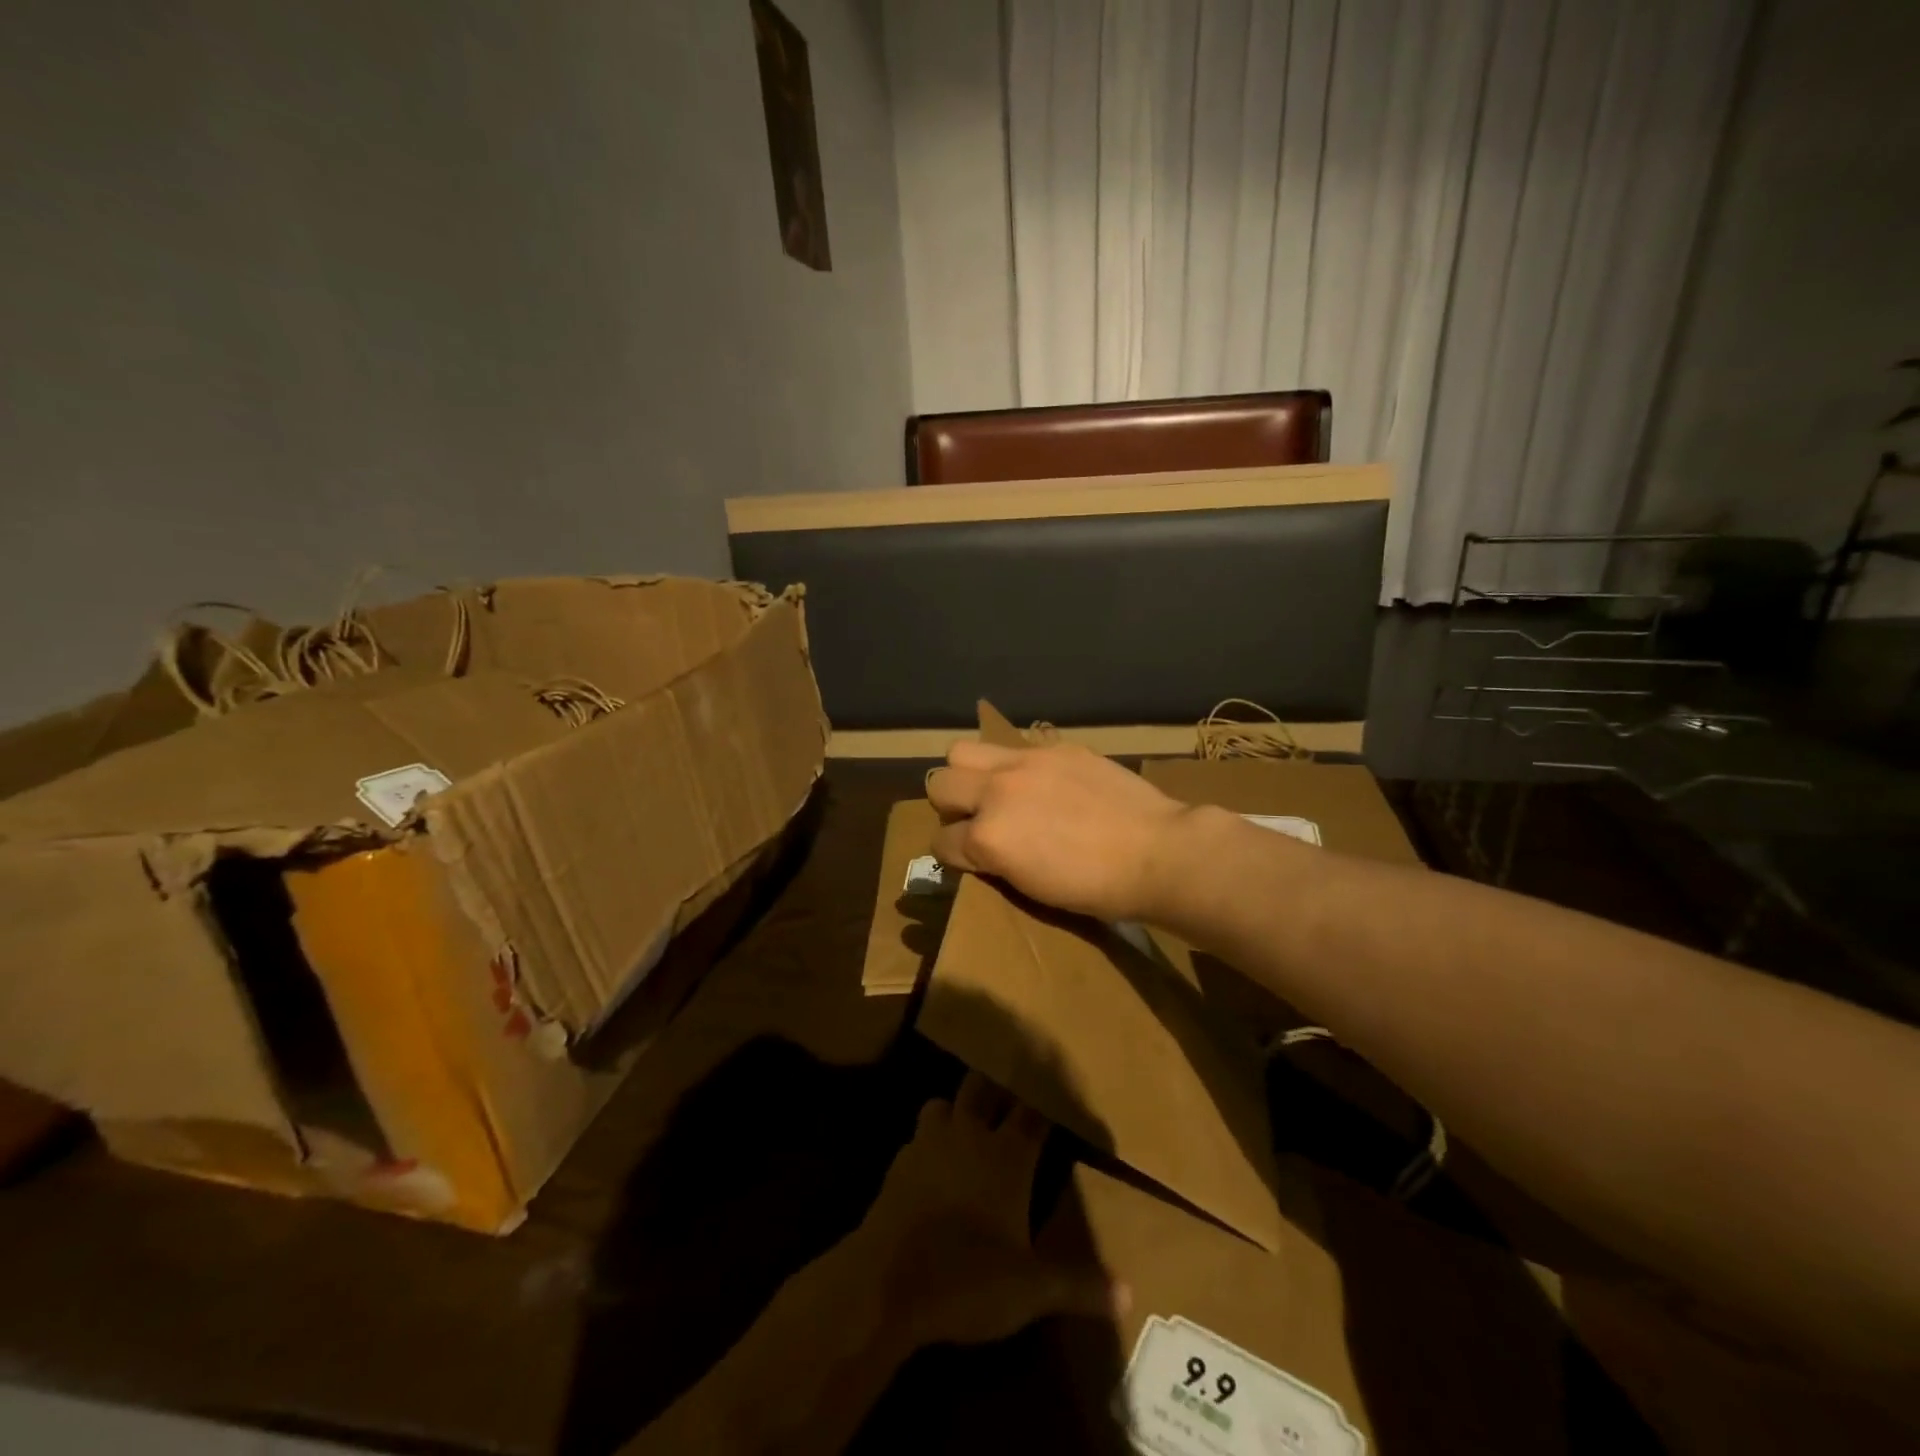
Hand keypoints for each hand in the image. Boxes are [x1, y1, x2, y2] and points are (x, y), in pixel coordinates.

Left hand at [857, 1072, 1124, 1349]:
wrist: (885, 1280)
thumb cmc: (968, 1277)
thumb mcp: (1030, 1290)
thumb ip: (1077, 1285)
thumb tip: (1129, 1294)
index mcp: (1008, 1155)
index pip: (1033, 1114)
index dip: (1045, 1104)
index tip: (1056, 1092)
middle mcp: (970, 1135)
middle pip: (983, 1088)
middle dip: (996, 1086)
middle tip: (1008, 1092)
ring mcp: (930, 1143)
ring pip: (944, 1103)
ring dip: (956, 1108)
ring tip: (967, 1123)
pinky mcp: (899, 1161)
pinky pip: (918, 1136)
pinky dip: (929, 1140)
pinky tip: (931, 1162)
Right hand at [927, 741, 1188, 922]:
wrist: (1157, 853)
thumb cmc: (1096, 888)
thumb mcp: (1030, 887)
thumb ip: (993, 860)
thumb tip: (978, 847)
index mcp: (988, 837)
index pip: (940, 842)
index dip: (952, 854)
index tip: (970, 858)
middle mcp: (997, 792)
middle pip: (938, 784)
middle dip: (950, 805)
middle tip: (977, 818)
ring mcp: (1026, 762)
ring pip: (963, 750)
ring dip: (969, 772)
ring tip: (997, 789)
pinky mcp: (1056, 747)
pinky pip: (1016, 748)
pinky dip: (1017, 766)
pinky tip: (1045, 783)